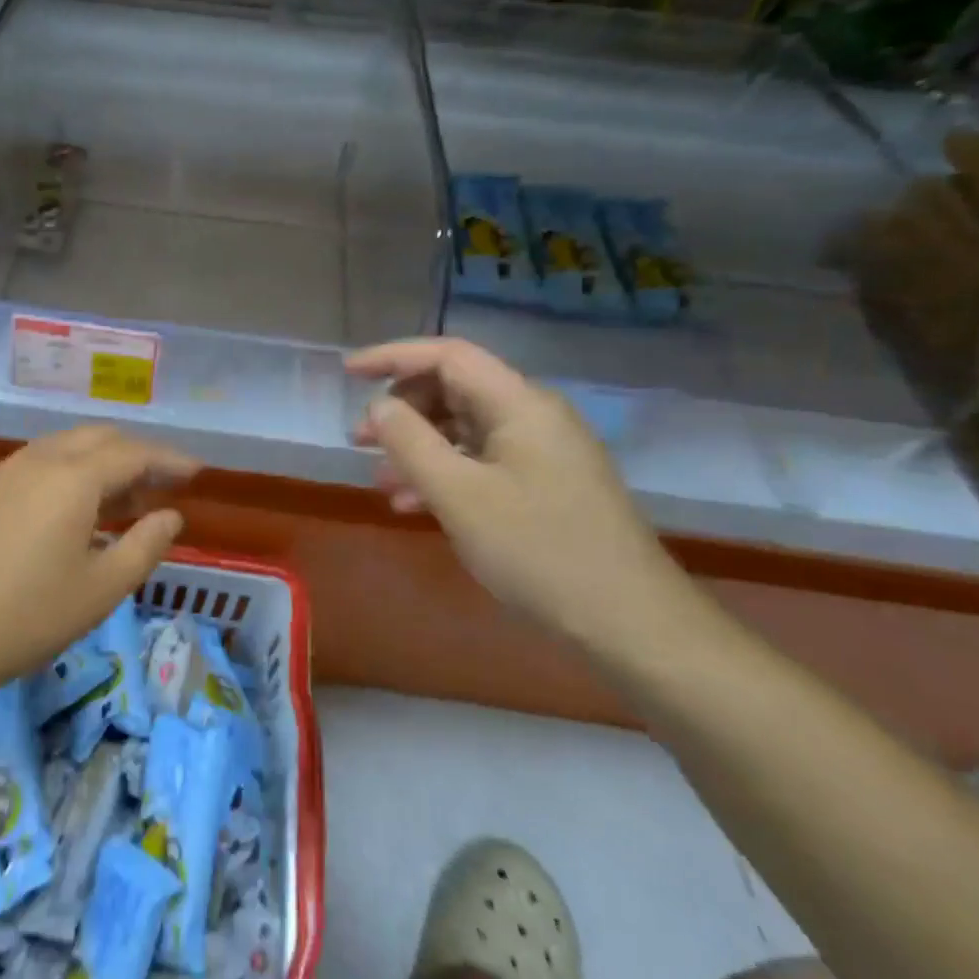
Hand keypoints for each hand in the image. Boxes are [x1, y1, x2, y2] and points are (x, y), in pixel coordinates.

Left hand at [0, 426, 199, 698]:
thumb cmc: (26, 617)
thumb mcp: (101, 589)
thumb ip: (145, 546)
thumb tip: (170, 515)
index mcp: (74, 478)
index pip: (135, 453)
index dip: (170, 459)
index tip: (196, 472)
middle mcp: (39, 460)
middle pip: (99, 438)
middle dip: (135, 454)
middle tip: (160, 485)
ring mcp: (3, 471)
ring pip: (64, 447)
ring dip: (99, 462)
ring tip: (120, 497)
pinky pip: (35, 463)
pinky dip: (66, 472)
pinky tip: (66, 509)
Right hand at [347, 338, 698, 652]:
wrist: (630, 623)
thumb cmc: (538, 550)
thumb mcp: (459, 494)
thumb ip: (410, 441)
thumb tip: (380, 406)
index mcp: (520, 404)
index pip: (448, 356)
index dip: (393, 357)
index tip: (348, 373)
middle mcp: (533, 417)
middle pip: (454, 389)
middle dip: (401, 409)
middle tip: (359, 440)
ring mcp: (542, 452)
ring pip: (464, 430)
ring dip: (417, 447)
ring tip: (379, 478)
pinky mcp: (544, 485)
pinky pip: (481, 462)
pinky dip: (443, 474)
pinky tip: (413, 506)